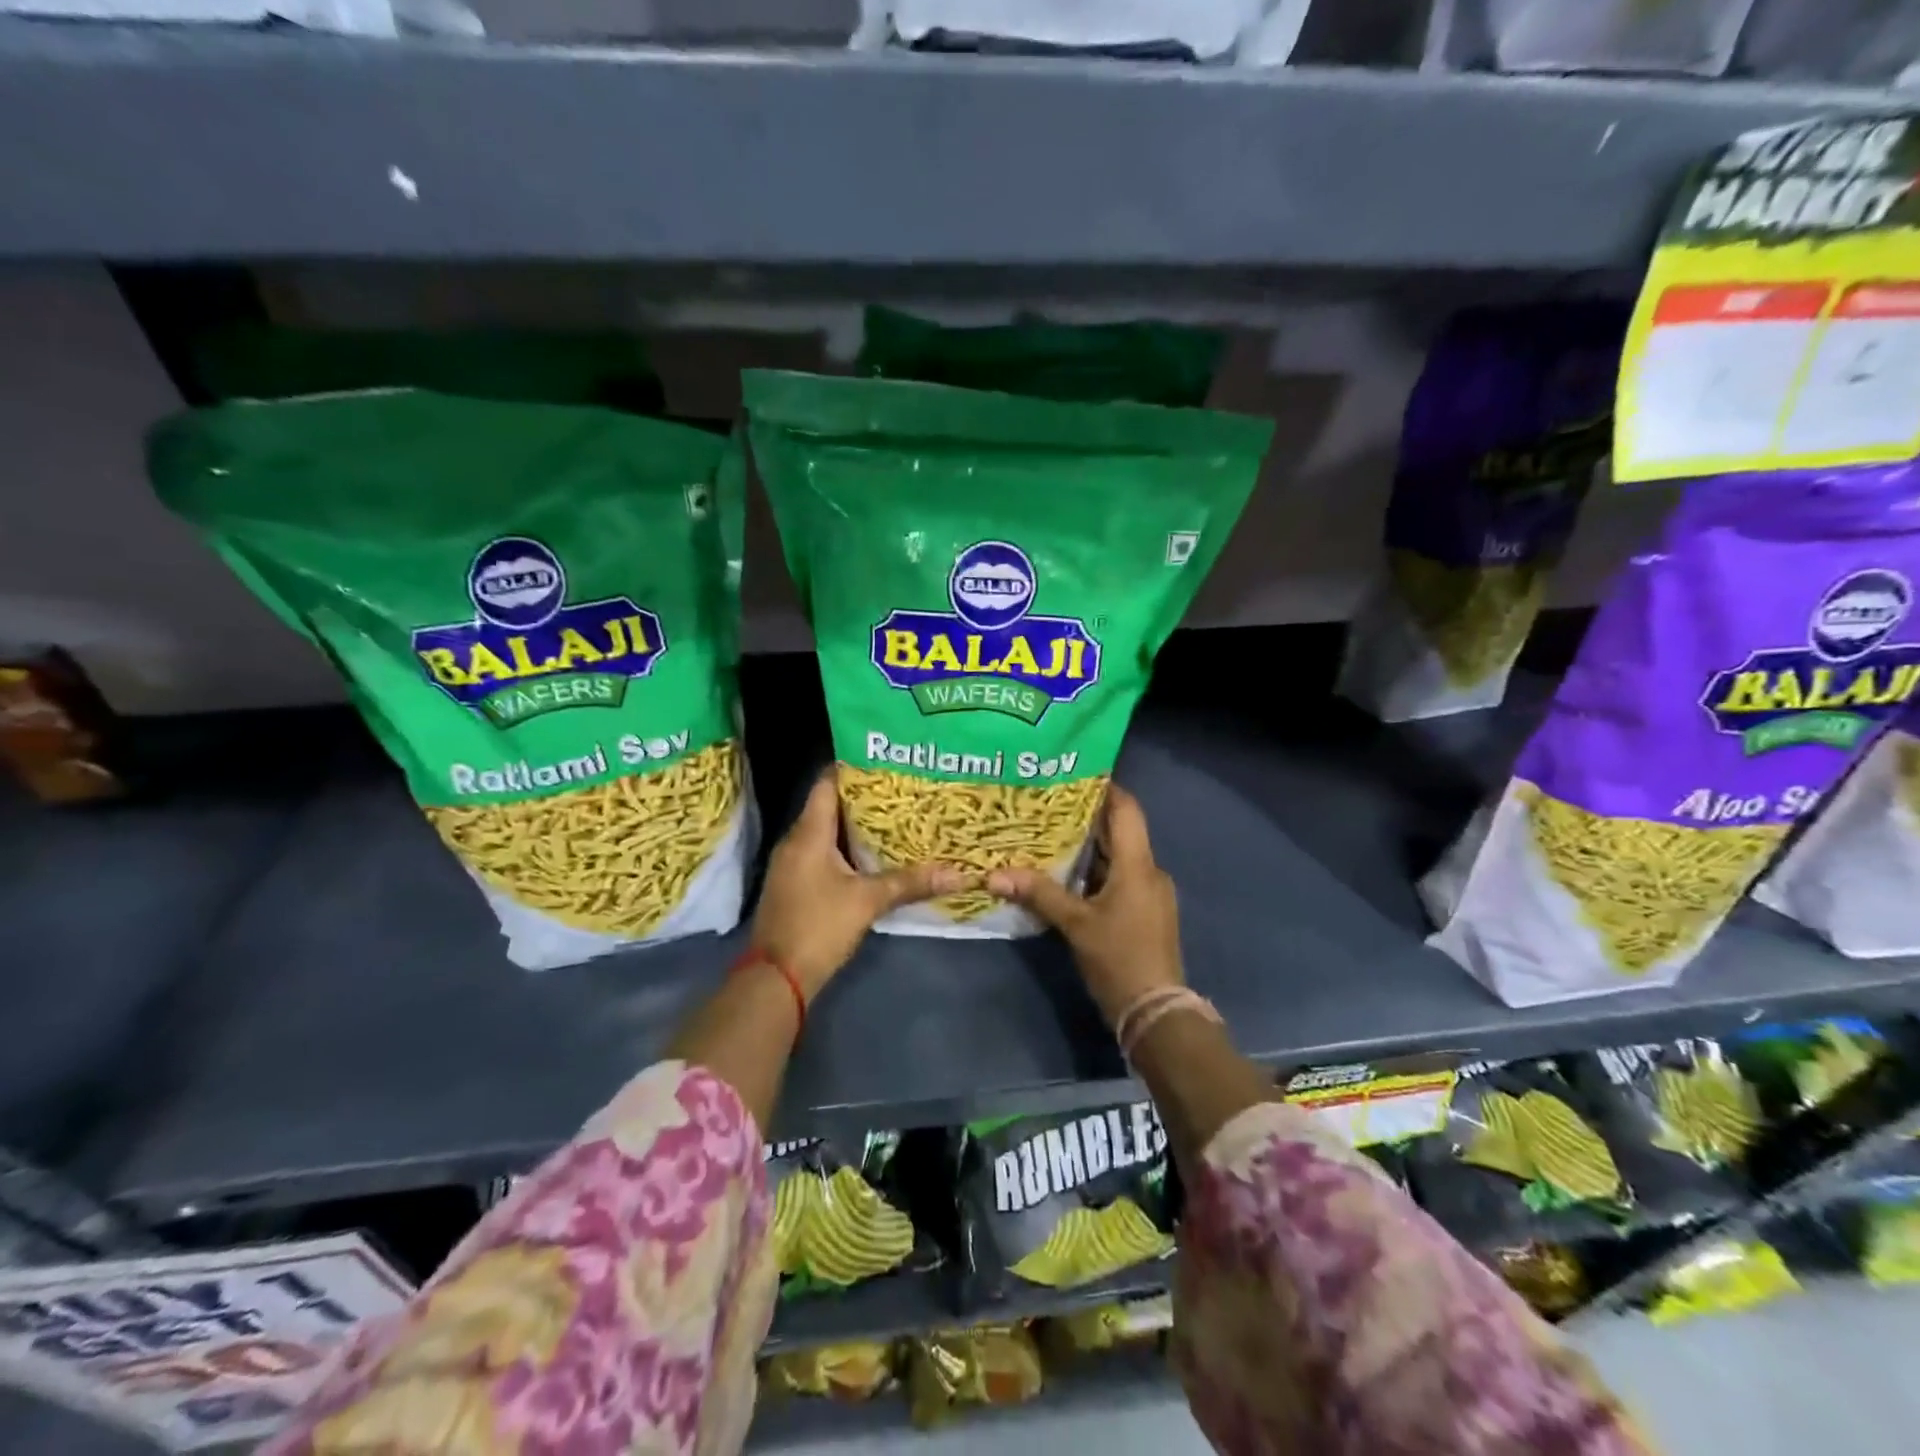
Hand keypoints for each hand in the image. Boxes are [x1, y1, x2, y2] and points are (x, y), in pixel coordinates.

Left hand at [751, 771, 962, 998]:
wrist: (776, 979)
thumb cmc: (818, 927)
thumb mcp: (868, 901)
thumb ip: (910, 882)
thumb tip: (957, 874)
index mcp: (808, 834)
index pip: (826, 784)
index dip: (852, 768)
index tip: (884, 759)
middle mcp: (795, 842)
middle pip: (828, 807)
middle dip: (863, 798)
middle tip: (901, 789)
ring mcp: (791, 865)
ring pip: (825, 833)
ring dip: (855, 827)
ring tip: (894, 818)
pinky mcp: (794, 885)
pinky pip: (821, 854)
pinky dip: (845, 850)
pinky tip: (872, 856)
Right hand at [988, 785, 1182, 1027]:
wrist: (1156, 1012)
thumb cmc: (1118, 959)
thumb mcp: (1075, 925)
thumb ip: (1039, 894)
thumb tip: (995, 874)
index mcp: (1138, 866)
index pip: (1126, 810)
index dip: (1105, 788)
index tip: (1073, 773)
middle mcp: (1149, 872)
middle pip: (1120, 831)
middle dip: (1086, 817)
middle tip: (1047, 802)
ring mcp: (1150, 893)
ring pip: (1118, 856)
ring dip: (1089, 846)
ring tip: (1049, 833)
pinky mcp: (1145, 912)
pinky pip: (1120, 877)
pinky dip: (1095, 870)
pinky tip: (1066, 873)